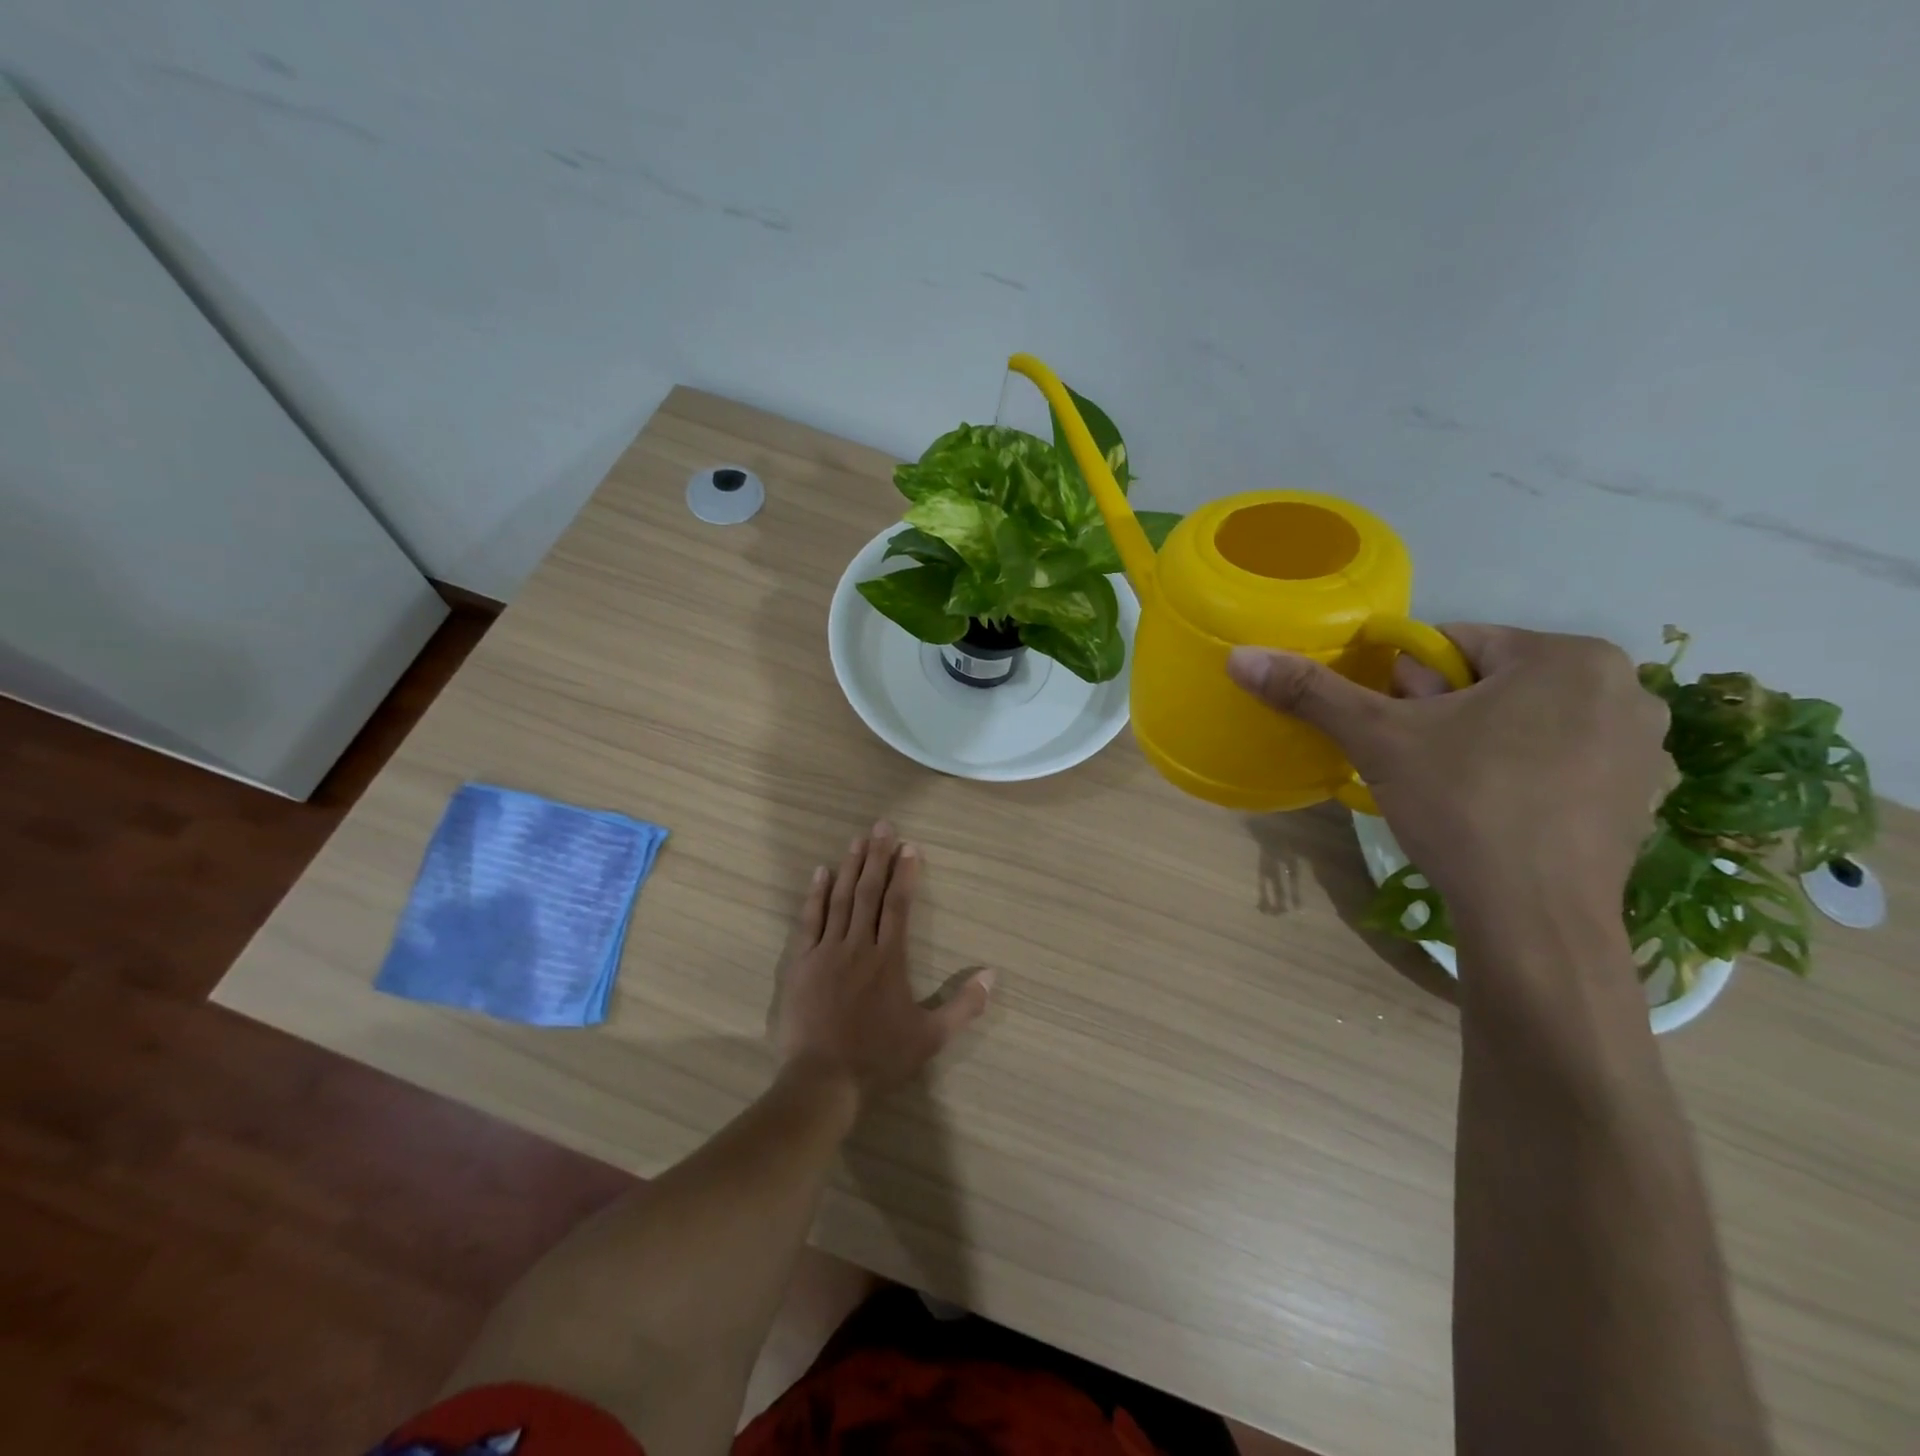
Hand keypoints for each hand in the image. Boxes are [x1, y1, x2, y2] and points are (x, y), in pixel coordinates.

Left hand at [772, 822, 992, 1104]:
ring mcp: (826, 951)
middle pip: (869, 892)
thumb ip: (964, 1006)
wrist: (823, 1080)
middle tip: (882, 825)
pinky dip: (815, 894)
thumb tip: (993, 975)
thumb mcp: (931, 1038)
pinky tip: (821, 873)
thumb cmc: (879, 1057)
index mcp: (889, 959)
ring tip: (857, 839)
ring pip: (840, 899)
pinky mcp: (801, 962)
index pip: (899, 905)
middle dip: (877, 856)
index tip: (910, 846)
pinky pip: (809, 920)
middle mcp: (858, 946)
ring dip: (850, 866)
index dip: (905, 874)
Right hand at [1227, 626, 1669, 926]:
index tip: (1394, 730)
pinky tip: (1497, 815)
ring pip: (1527, 722)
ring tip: (1454, 792)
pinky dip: (1523, 775)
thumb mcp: (1378, 740)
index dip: (1406, 685)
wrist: (1535, 920)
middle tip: (1419, 763)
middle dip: (1445, 713)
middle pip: (1493, 682)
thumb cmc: (1463, 806)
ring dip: (1482, 742)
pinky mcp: (1642, 799)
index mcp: (1568, 656)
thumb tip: (1239, 656)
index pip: (1456, 644)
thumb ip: (1312, 692)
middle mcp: (1625, 689)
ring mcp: (1644, 749)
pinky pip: (1561, 763)